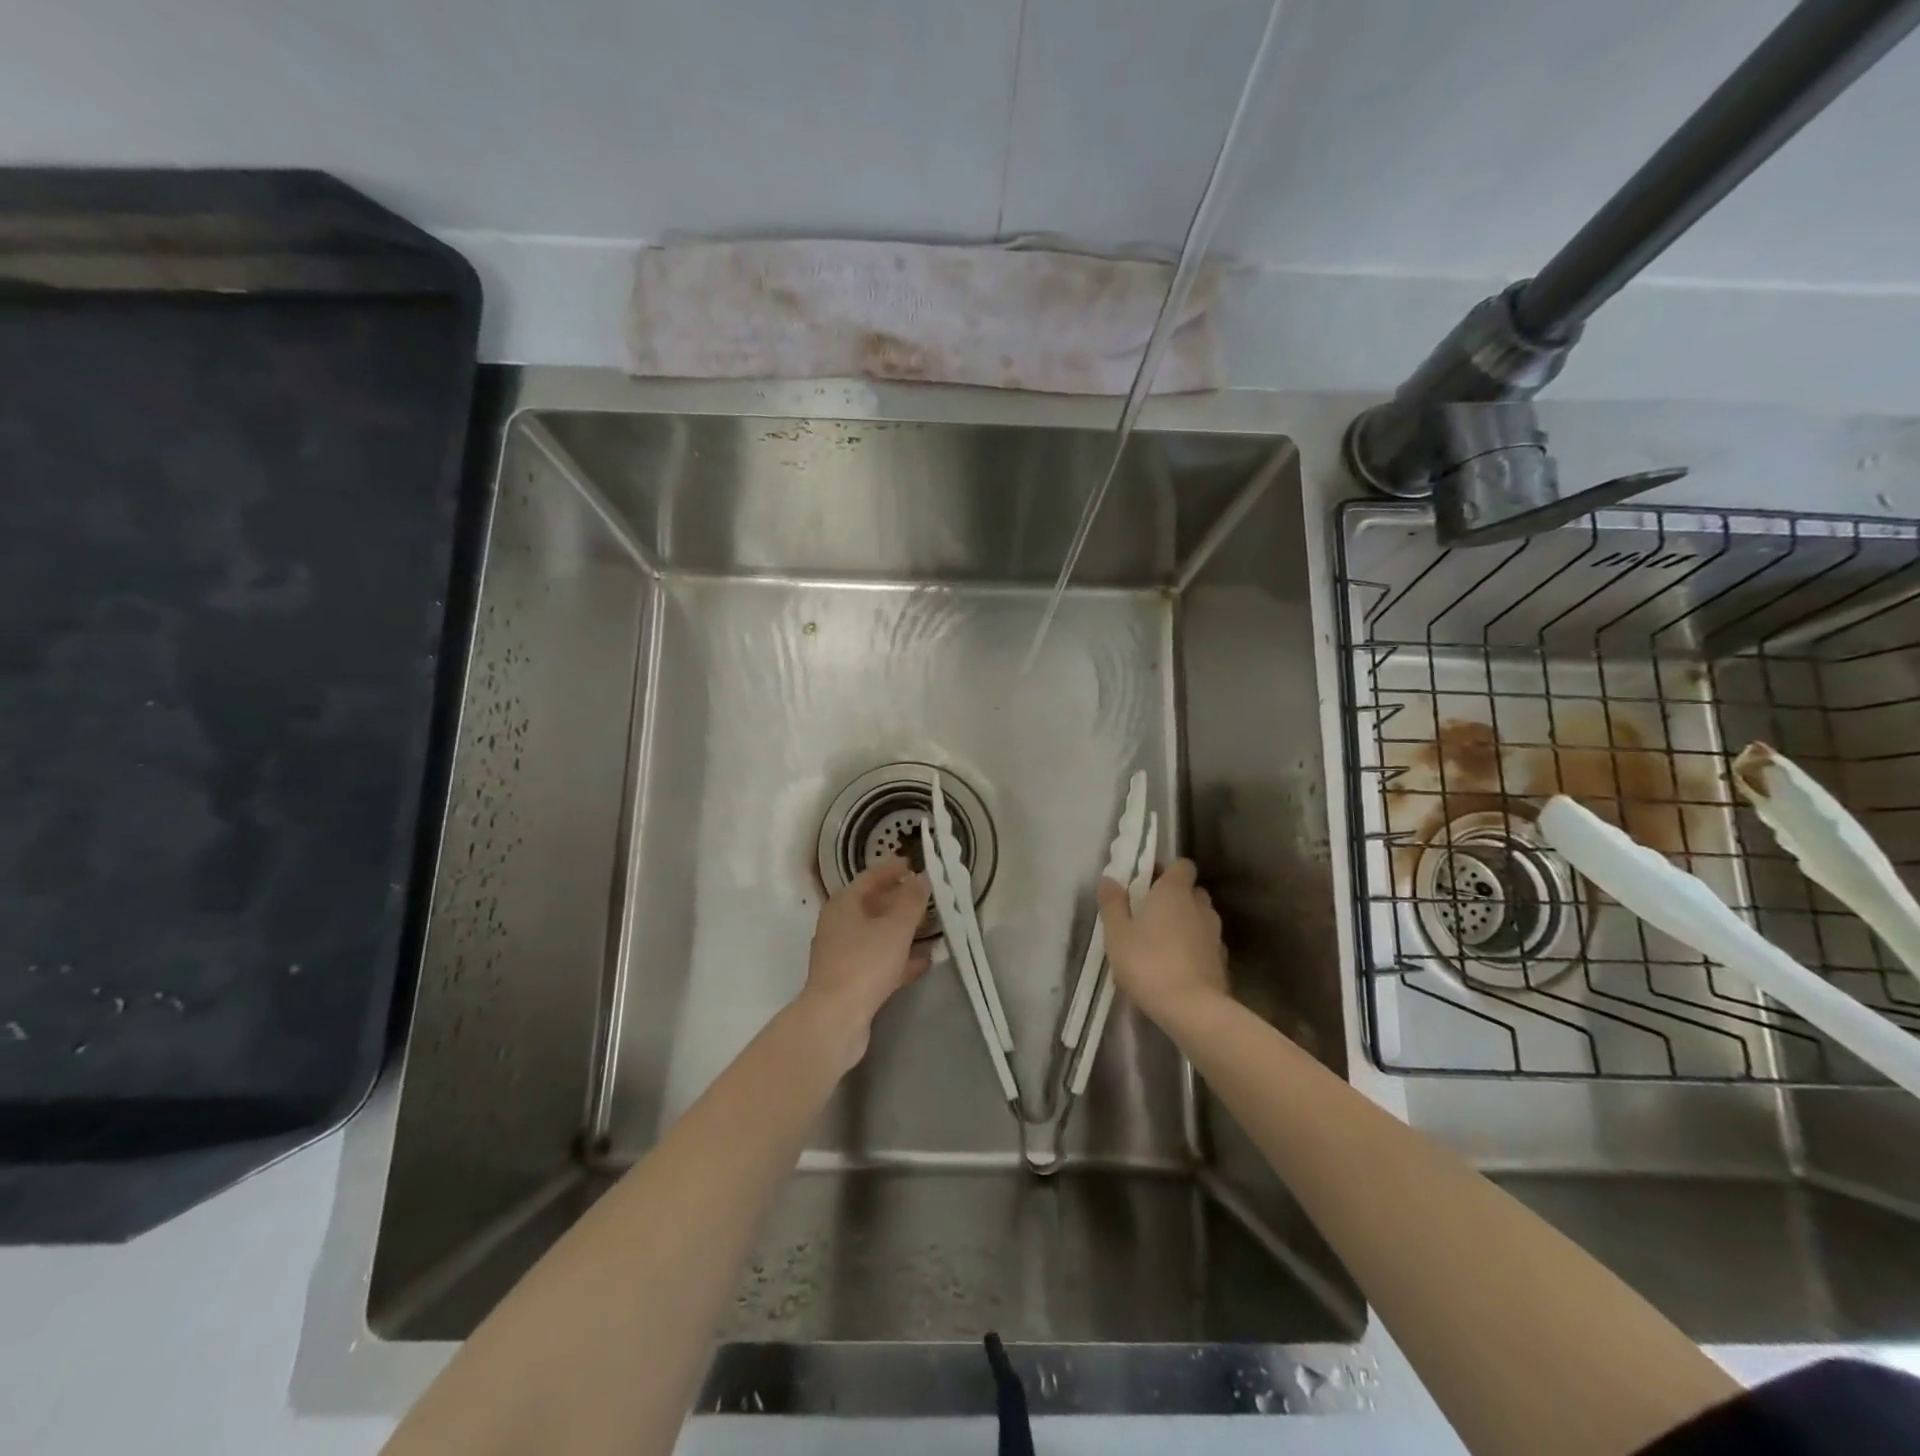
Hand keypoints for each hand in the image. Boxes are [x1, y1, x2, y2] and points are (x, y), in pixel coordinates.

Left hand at [799, 857, 930, 1064]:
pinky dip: (899, 958)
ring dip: (902, 930)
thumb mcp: (895, 927)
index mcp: (843, 905)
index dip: (892, 869)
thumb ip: (912, 901)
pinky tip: (923, 961)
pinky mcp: (850, 982)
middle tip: (927, 896)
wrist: (835, 1020)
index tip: (913, 864)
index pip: (869, 878)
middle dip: (899, 900)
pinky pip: (879, 961)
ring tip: (931, 926)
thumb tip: (922, 878)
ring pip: (877, 935)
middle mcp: (839, 926)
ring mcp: (842, 955)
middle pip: (872, 905)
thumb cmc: (864, 963)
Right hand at [1097, 858, 1227, 1028]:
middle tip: (1150, 914)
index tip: (1148, 883)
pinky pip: (1206, 943)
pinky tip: (1178, 965)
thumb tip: (1108, 878)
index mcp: (1174, 891)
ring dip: (1186, 923)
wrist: (1192, 1009)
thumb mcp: (1117, 934)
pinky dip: (1195, 947)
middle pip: (1191, 891)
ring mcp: (1215, 933)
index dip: (1167, 870)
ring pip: (1201, 917)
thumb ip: (1112, 903)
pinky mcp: (1222, 960)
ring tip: (1163, 942)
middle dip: (1175, 897)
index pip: (1182, 865)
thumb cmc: (1148, 963)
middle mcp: (1199, 905)